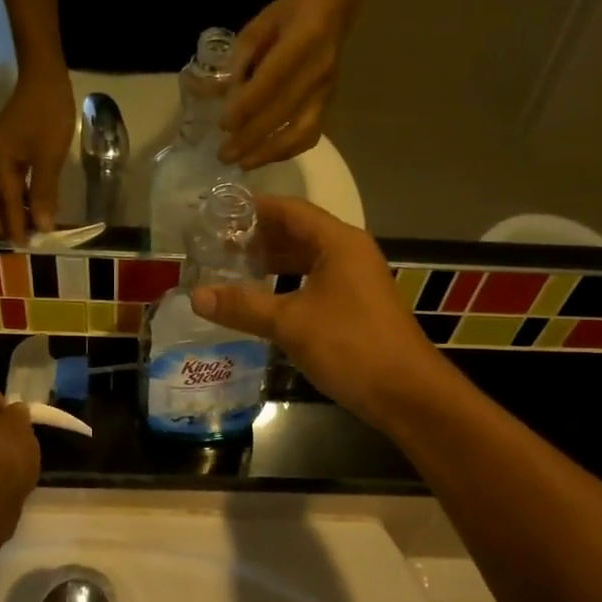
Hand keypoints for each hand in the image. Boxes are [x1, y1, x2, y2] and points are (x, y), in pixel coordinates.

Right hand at [0, 73, 74, 243]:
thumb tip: (41, 227)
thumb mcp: (50, 156)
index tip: (27, 247)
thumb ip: (44, 193)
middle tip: (24, 238)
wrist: (44, 77)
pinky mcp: (1, 152)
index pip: (3, 206)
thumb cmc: (48, 114)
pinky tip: (30, 206)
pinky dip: (11, 200)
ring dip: (5, 213)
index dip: (15, 228)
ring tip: (29, 227)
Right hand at [189, 196, 450, 428]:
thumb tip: (196, 296)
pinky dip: (285, 284)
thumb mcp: (290, 324)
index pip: (289, 210)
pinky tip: (260, 299)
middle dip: (257, 237)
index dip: (252, 209)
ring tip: (230, 269)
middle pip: (297, 232)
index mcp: (338, 242)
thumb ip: (243, 306)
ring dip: (271, 262)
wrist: (405, 392)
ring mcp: (354, 280)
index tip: (217, 213)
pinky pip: (313, 282)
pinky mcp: (354, 305)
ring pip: (305, 259)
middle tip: (215, 244)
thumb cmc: (350, 346)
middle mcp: (348, 252)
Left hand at [221, 0, 346, 169]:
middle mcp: (318, 70)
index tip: (223, 125)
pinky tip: (266, 157)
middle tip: (224, 155)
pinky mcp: (329, 103)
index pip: (270, 83)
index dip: (246, 107)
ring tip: (243, 164)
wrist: (331, 8)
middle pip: (282, 113)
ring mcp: (326, 90)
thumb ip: (238, 61)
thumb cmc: (288, 14)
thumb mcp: (258, 27)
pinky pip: (311, 134)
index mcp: (301, 41)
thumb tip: (215, 95)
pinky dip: (288, 151)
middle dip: (250, 138)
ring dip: (270, 153)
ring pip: (301, 132)